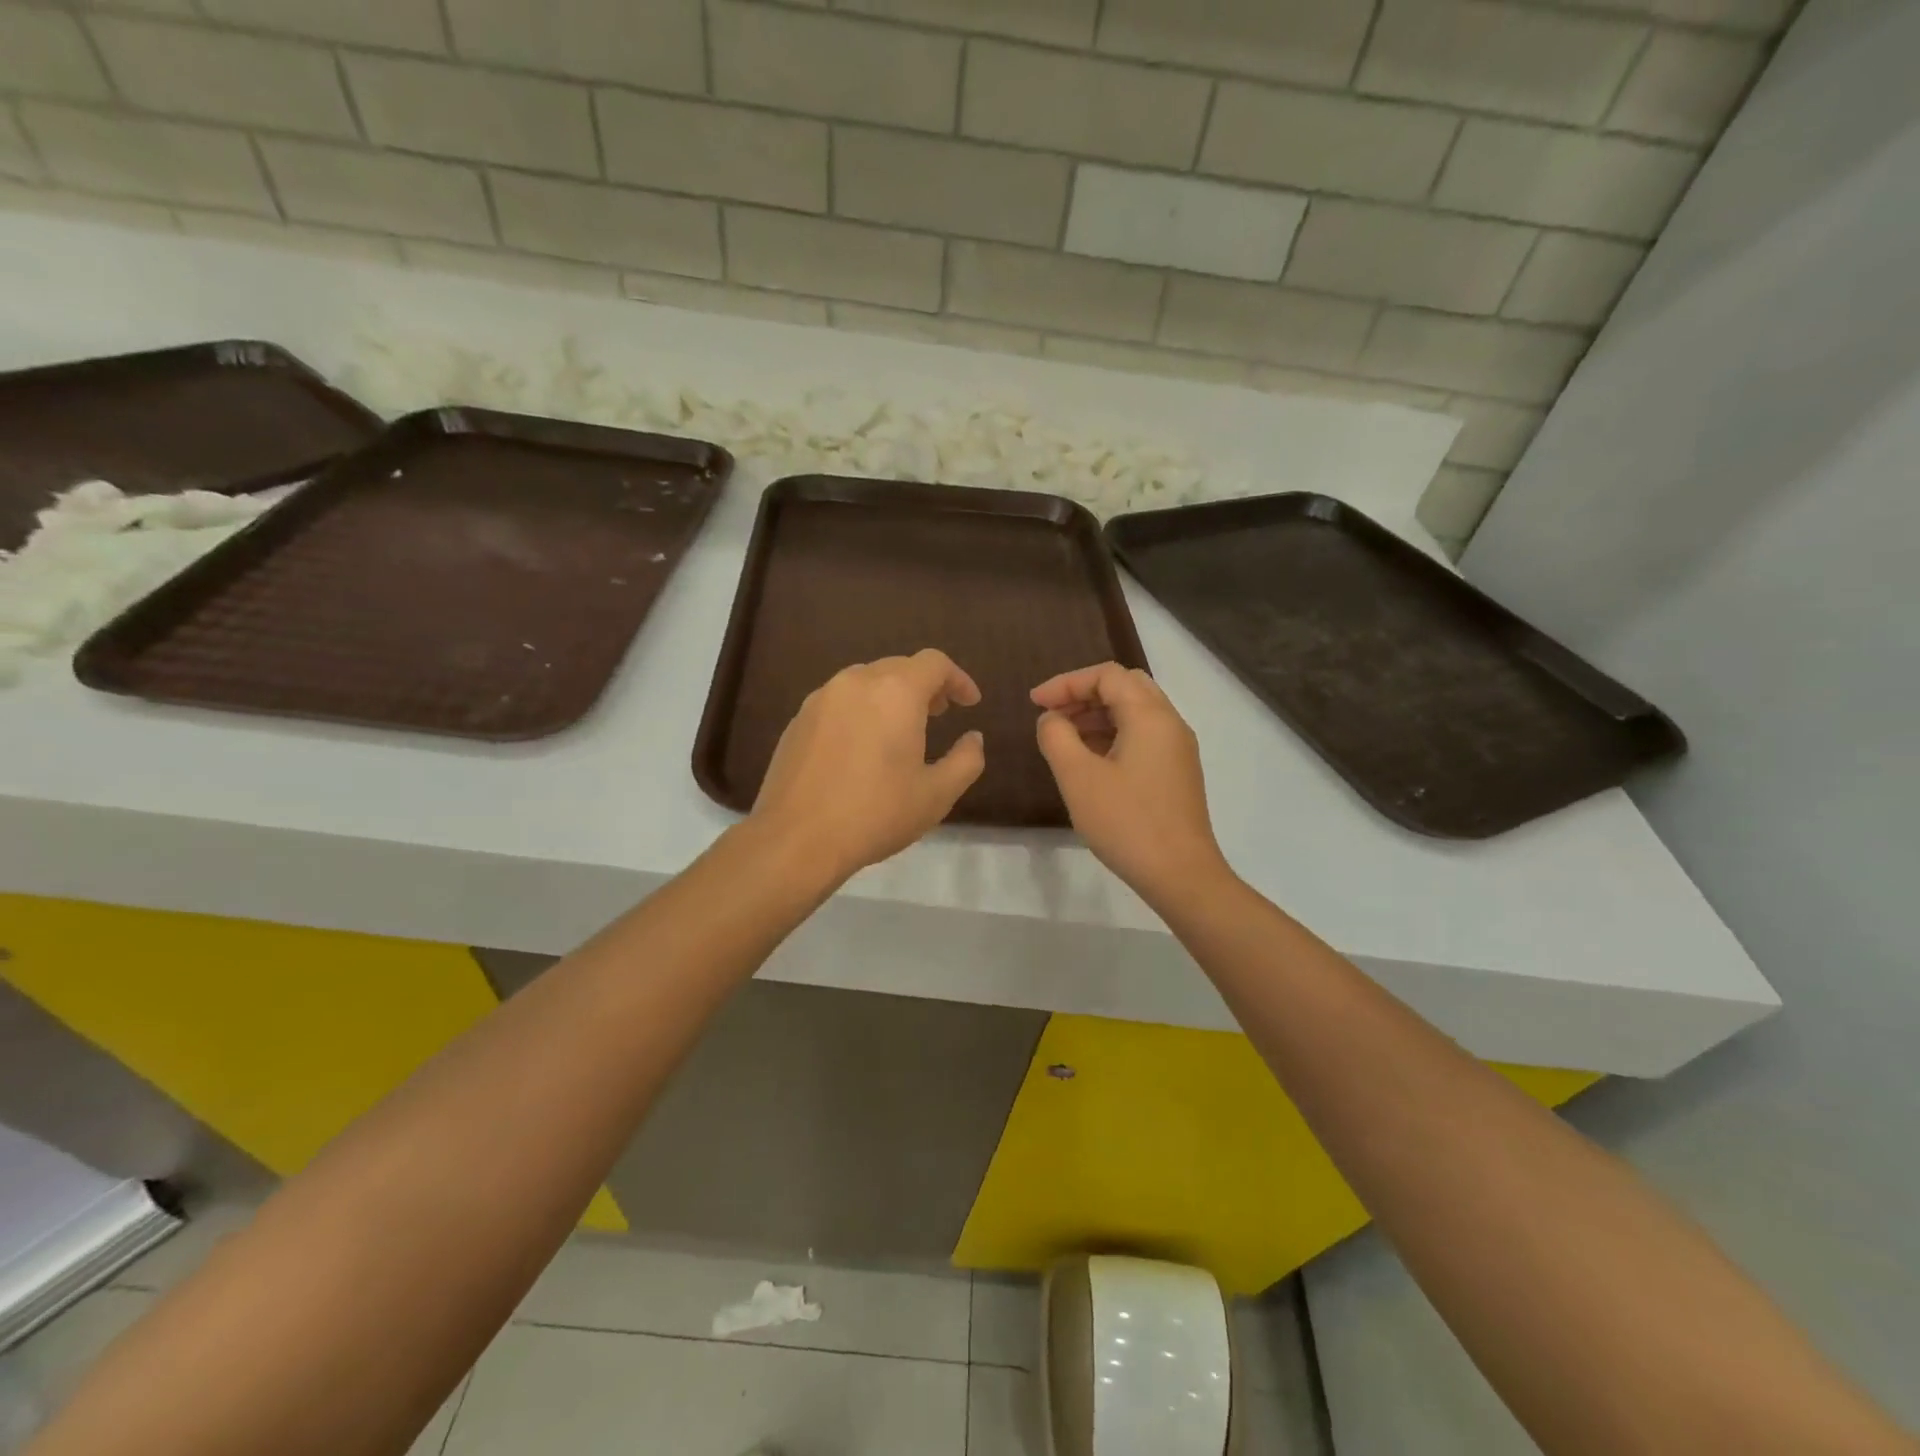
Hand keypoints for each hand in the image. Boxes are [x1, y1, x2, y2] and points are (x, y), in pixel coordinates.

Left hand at [749, 649, 986, 886]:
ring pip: (866, 681)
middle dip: (925, 686)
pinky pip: (839, 701)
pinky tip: (862, 747)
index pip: (934, 663)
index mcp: (895, 692)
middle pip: (899, 667)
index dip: (958, 679)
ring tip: (901, 730)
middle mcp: (856, 682)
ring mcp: (821, 698)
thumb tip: (974, 738)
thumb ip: (966, 760)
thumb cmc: (875, 814)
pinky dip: (861, 710)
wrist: (796, 839)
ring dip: (891, 696)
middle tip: (939, 715)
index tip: (969, 704)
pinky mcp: (798, 719)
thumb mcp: (937, 794)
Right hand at [1032, 663, 1229, 903]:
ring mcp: (1178, 749)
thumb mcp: (1078, 777)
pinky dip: (1113, 735)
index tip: (1034, 703)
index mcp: (1150, 716)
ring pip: (1135, 712)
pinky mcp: (1177, 772)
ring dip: (1097, 715)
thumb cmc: (1126, 822)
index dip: (1066, 683)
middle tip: (1052, 715)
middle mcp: (1170, 723)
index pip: (1107, 675)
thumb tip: (1051, 719)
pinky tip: (1090, 761)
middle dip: (1084, 694)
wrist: (1180, 875)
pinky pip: (1143, 736)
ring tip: (1063, 738)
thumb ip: (1056, 737)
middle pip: (1125, 686)